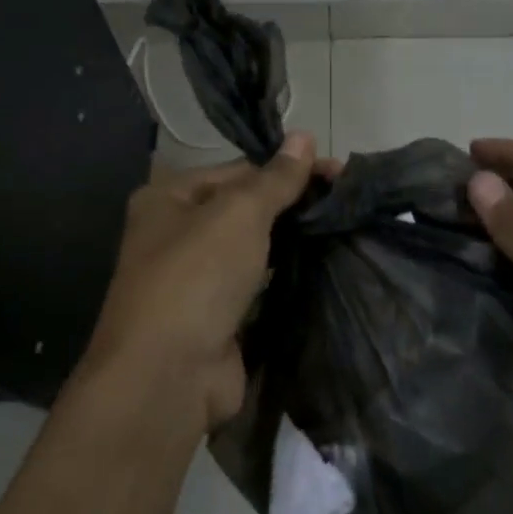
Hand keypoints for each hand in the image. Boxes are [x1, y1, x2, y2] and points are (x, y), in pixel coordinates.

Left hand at [79, 134, 316, 434]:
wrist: (167, 378)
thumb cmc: (197, 276)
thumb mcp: (239, 213)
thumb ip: (276, 178)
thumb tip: (304, 135)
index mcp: (169, 198)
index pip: (237, 171)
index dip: (286, 169)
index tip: (335, 172)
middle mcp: (176, 235)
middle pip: (244, 208)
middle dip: (292, 204)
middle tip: (345, 200)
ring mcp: (196, 281)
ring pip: (252, 249)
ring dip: (290, 241)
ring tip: (343, 228)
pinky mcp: (217, 319)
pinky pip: (257, 286)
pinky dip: (284, 277)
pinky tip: (322, 266)